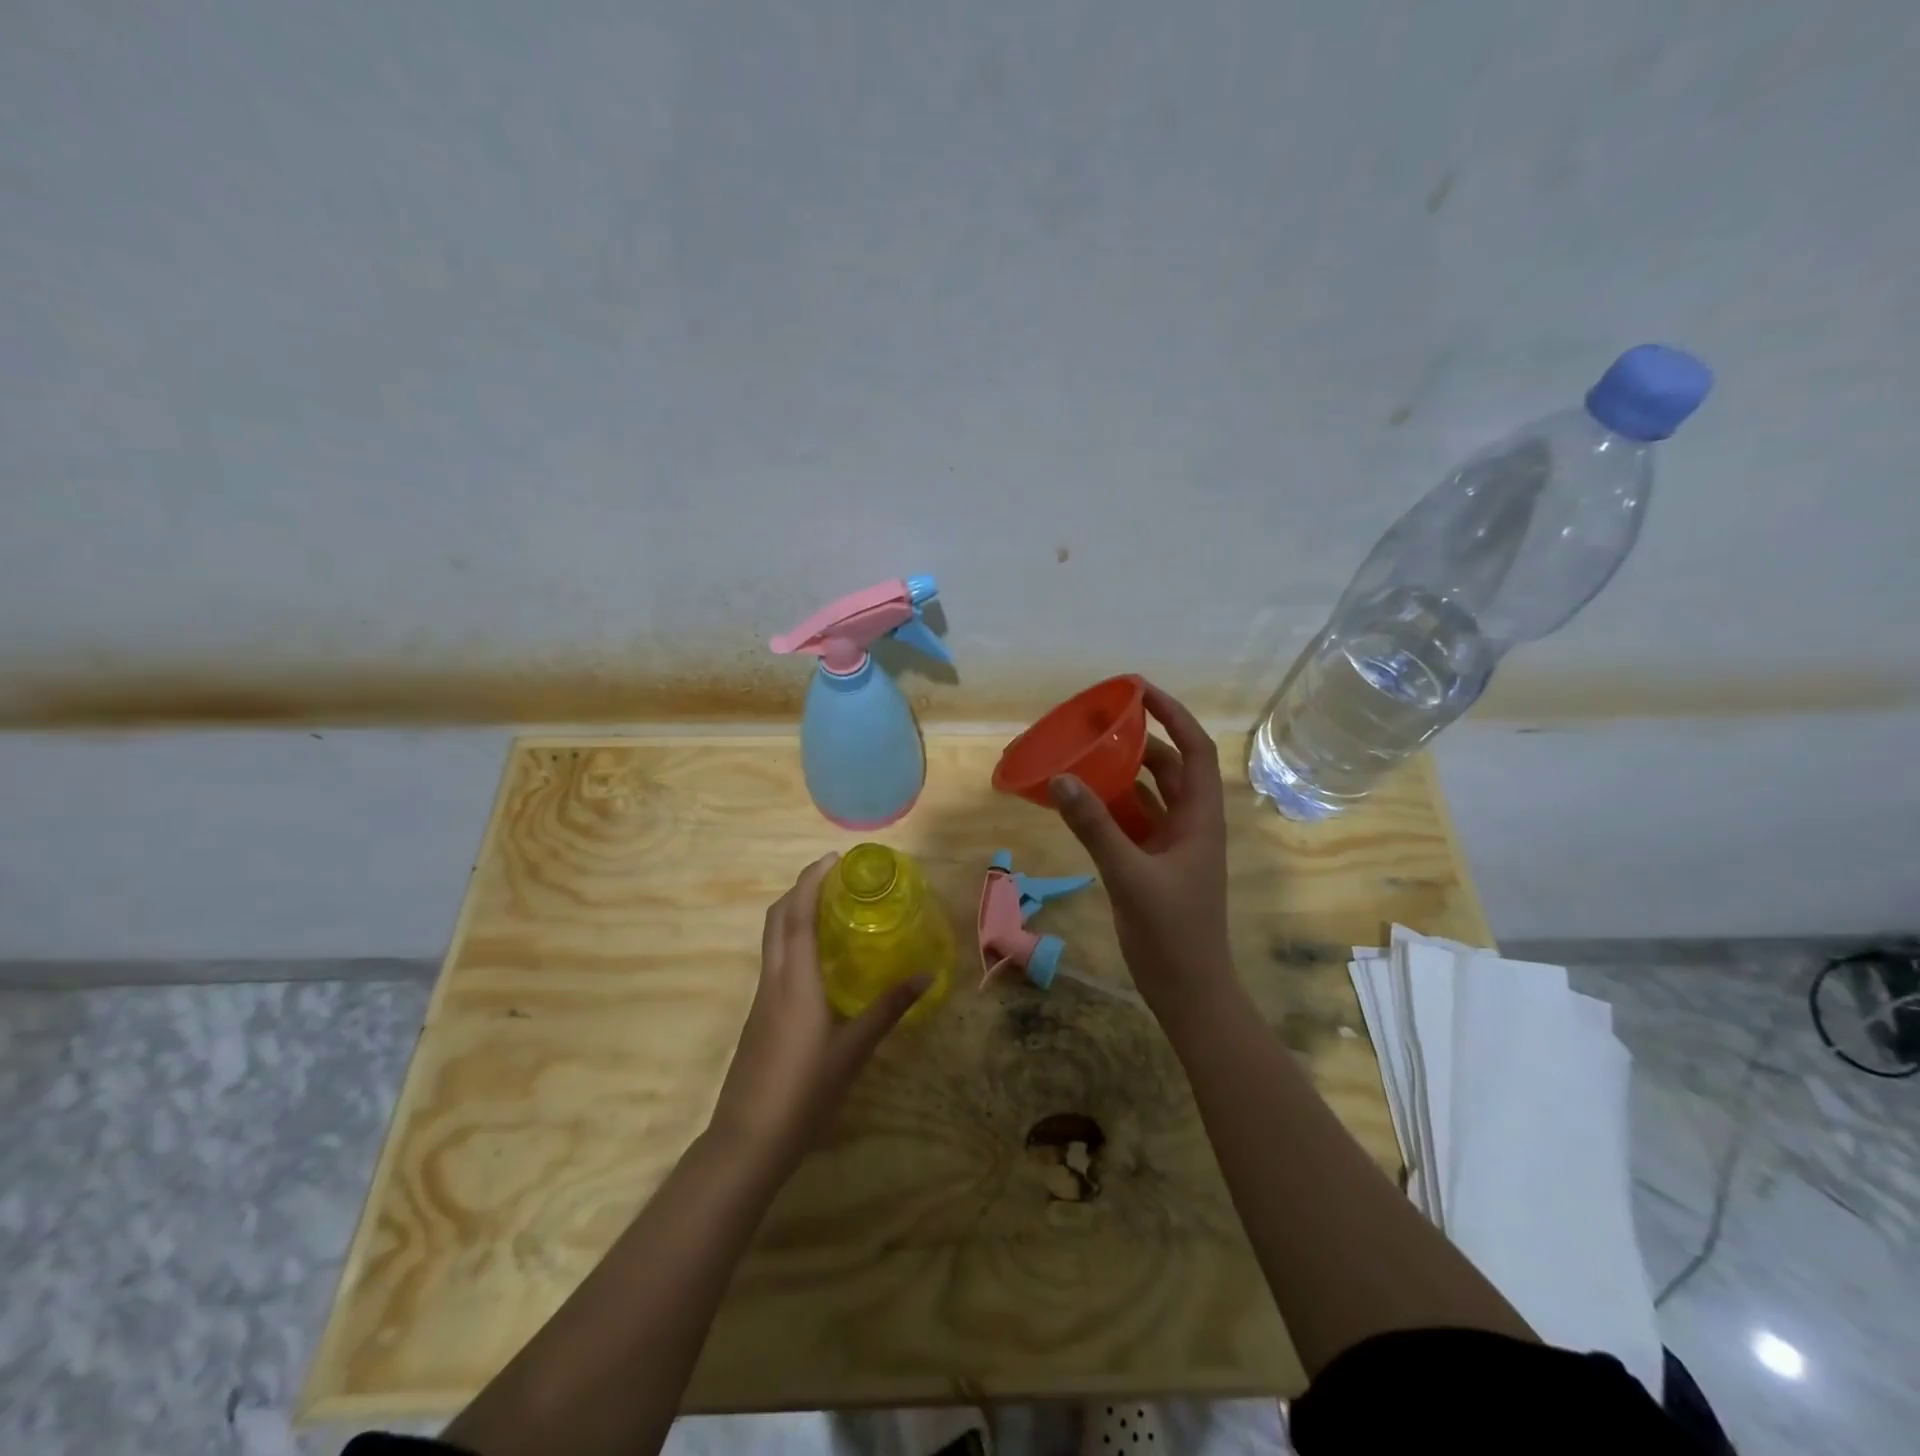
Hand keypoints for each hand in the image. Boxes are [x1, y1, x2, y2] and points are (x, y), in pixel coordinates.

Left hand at [710, 853, 927, 1168]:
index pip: (797, 915)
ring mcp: (761, 998)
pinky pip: (775, 961)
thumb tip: (926, 974)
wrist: (748, 1140)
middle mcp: (773, 979)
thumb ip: (888, 1009)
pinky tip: (818, 960)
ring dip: (794, 913)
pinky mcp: (759, 1016)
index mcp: (795, 980)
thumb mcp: (853, 1050)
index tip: (833, 858)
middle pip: (777, 919)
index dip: (811, 880)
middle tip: (834, 877)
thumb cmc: (804, 1091)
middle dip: (800, 889)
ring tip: (830, 909)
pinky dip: (793, 941)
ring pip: (772, 939)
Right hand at [1049, 682, 1234, 1015]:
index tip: (1139, 690)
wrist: (1189, 992)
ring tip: (1086, 752)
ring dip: (1122, 773)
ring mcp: (1172, 845)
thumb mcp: (1129, 875)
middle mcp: (1190, 824)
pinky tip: (1080, 800)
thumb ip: (1095, 827)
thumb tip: (1061, 778)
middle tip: (1101, 721)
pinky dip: (1110, 807)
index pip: (1195, 750)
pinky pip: (1132, 822)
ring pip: (1149, 794)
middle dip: (1140, 740)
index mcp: (1200, 818)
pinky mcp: (1154, 865)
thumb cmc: (1172, 933)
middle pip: (1170, 767)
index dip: (1173, 715)